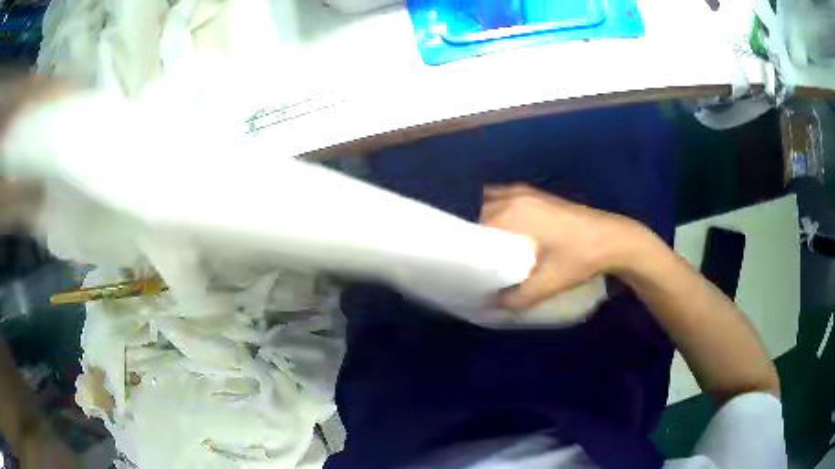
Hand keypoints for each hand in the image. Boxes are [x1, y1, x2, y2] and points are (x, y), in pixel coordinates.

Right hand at [480, 184, 646, 308]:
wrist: (613, 239)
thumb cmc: (580, 258)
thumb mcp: (548, 283)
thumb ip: (517, 296)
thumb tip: (492, 304)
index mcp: (513, 214)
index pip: (475, 228)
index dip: (468, 248)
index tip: (466, 267)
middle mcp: (515, 197)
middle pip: (481, 214)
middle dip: (475, 235)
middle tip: (475, 260)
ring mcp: (528, 192)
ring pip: (493, 203)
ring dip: (486, 221)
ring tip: (487, 247)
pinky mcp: (539, 195)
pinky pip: (507, 198)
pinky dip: (499, 210)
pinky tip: (506, 230)